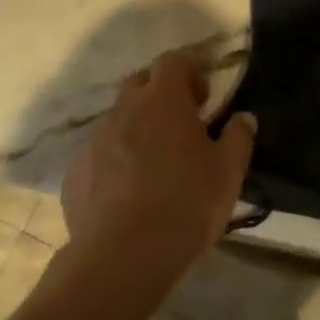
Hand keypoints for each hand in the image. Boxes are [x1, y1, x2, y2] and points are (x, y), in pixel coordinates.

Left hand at [61, 51, 255, 298]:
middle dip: (161, 94)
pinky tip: (126, 194)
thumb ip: (238, 138)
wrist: (121, 259)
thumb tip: (244, 117)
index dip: (190, 71)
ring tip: (154, 164)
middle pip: (142, 83)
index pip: (174, 61)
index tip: (203, 98)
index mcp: (162, 98)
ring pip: (118, 119)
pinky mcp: (75, 173)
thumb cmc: (184, 205)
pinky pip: (99, 154)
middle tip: (180, 125)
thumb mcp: (228, 173)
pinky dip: (113, 162)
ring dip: (136, 128)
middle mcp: (125, 108)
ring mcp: (95, 139)